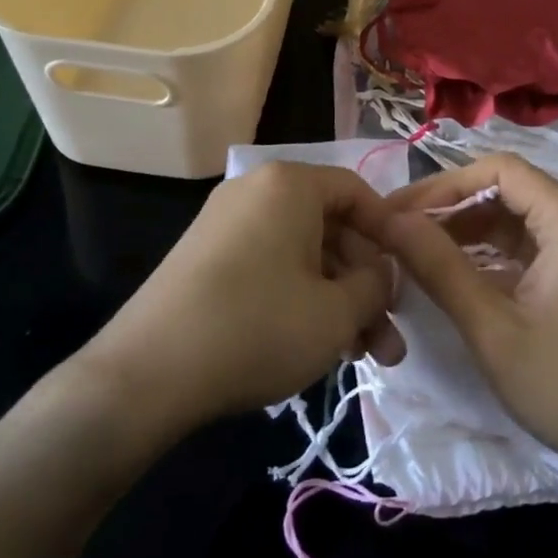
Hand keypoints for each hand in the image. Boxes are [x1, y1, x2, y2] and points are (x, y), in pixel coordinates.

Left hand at [77, 163, 405, 435]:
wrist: (147, 373)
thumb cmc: (258, 327)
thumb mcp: (337, 312)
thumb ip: (376, 285)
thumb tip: (381, 274)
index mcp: (289, 184)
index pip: (357, 192)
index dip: (390, 234)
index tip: (409, 276)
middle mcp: (255, 191)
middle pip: (330, 229)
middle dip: (365, 286)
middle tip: (388, 340)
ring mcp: (225, 225)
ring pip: (302, 256)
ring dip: (336, 302)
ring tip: (361, 358)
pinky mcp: (205, 260)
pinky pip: (270, 267)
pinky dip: (299, 300)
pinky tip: (316, 347)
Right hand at [377, 154, 557, 491]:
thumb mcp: (493, 329)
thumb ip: (440, 268)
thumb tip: (391, 222)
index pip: (498, 170)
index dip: (443, 184)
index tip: (397, 213)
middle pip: (505, 190)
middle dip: (449, 207)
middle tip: (396, 234)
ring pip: (513, 218)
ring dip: (465, 231)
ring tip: (415, 254)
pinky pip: (525, 246)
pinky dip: (488, 254)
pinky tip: (454, 276)